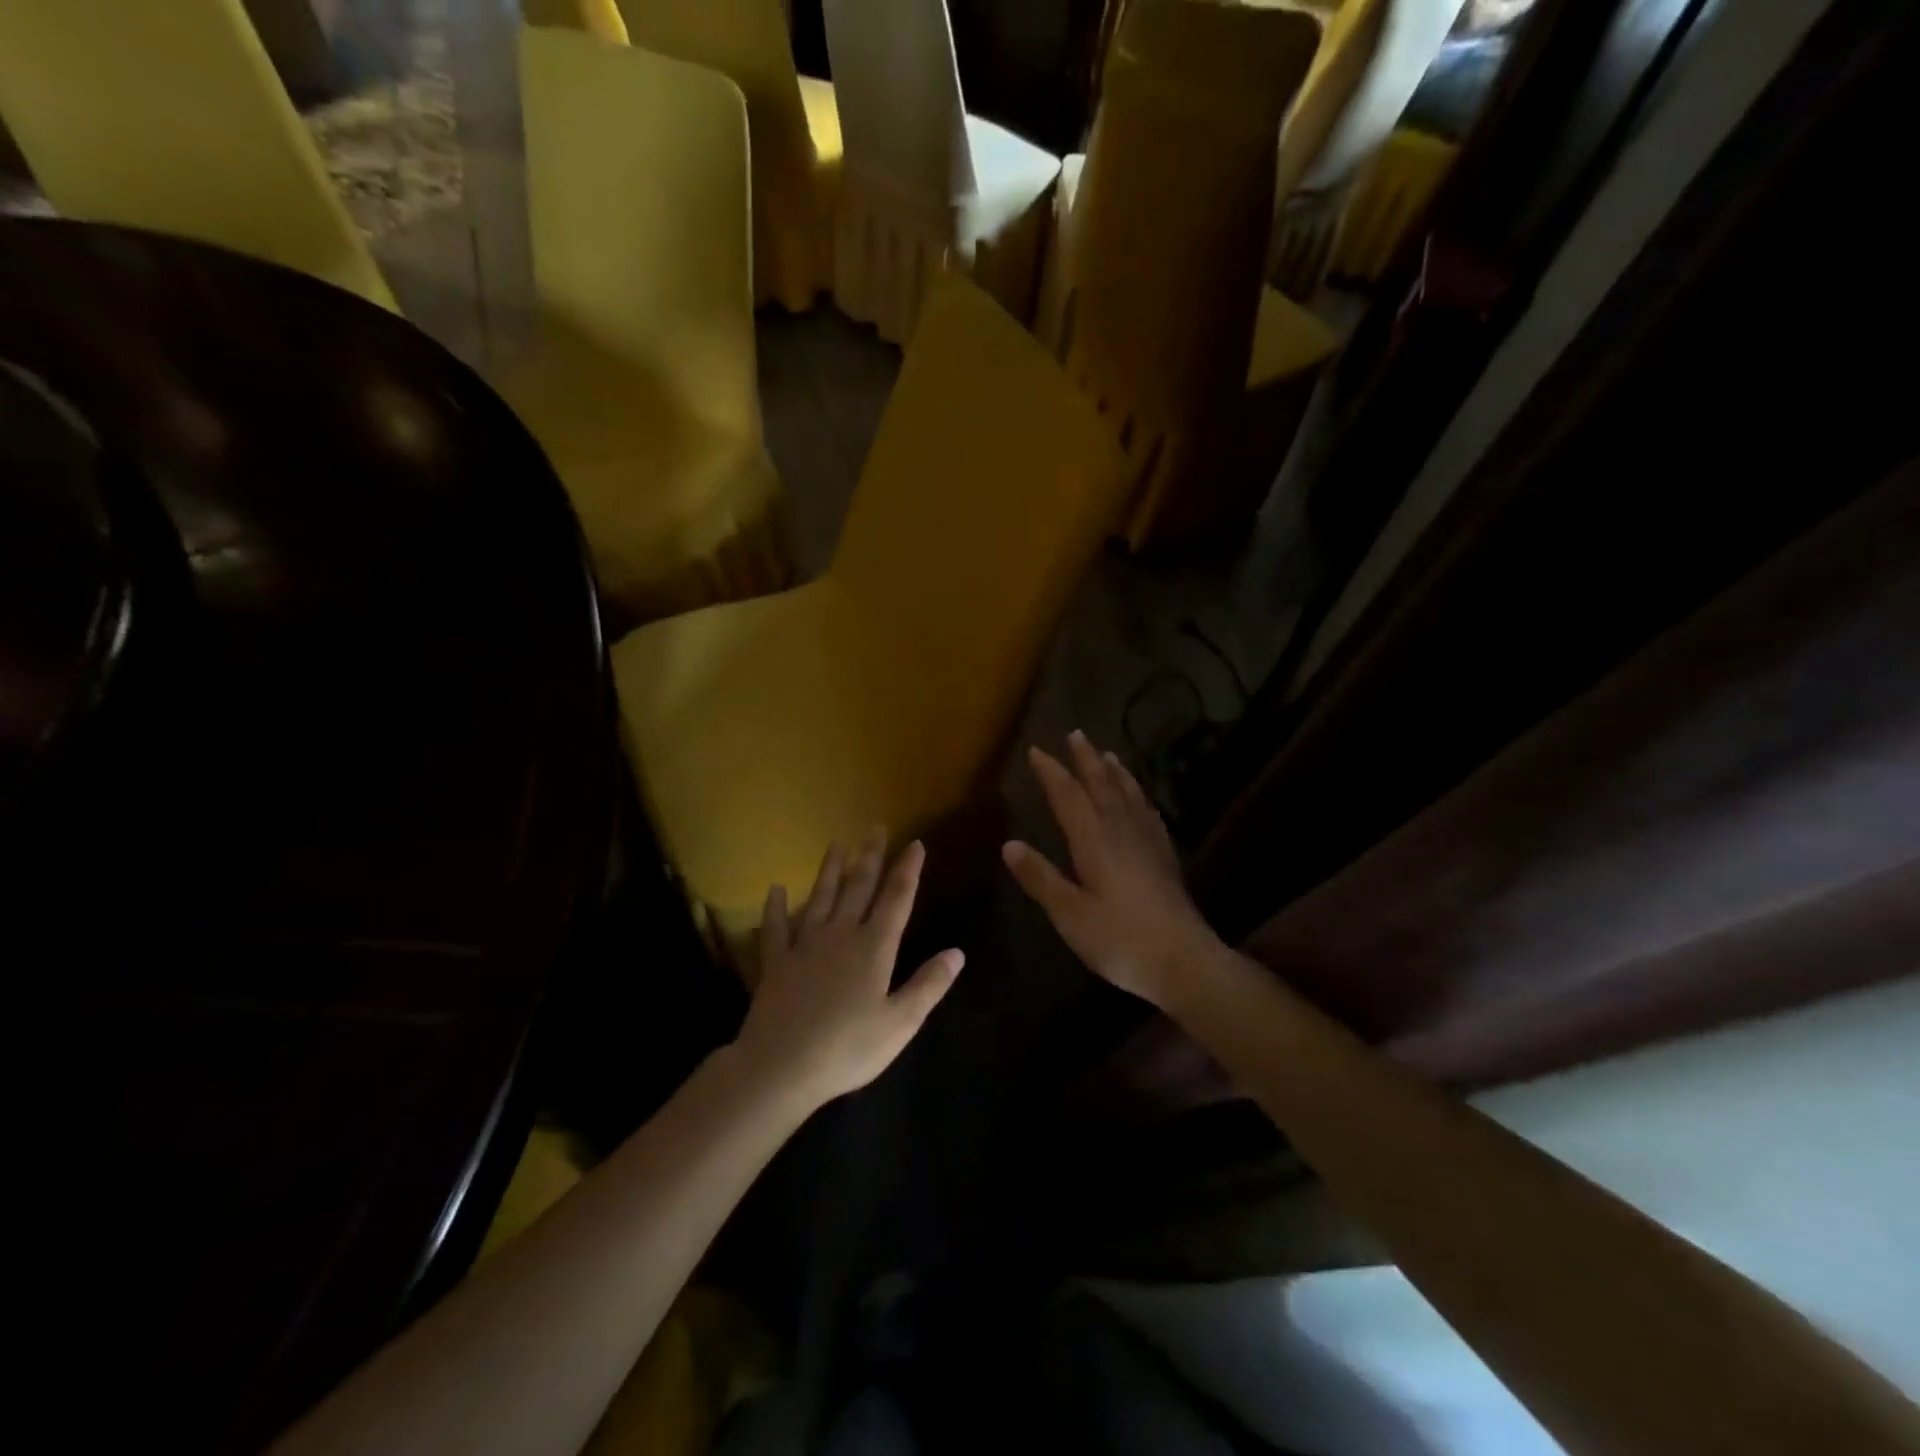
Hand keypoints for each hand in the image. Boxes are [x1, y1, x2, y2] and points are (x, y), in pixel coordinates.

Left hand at [736, 831, 963, 1107]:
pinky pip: (775, 927)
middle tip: (876, 828)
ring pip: (820, 897)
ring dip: (830, 869)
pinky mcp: (776, 961)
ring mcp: (804, 945)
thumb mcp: (900, 1023)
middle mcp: (840, 934)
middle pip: (858, 888)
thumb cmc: (848, 1048)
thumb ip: (928, 985)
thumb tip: (957, 952)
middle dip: (870, 857)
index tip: (915, 843)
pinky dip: (775, 907)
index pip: (896, 899)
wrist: (781, 1066)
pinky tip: (775, 889)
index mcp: (874, 947)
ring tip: (836, 843)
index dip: (908, 870)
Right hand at [1002, 732, 1223, 1008]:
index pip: (1068, 796)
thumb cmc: (1119, 939)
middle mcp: (1121, 830)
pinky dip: (1139, 797)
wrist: (1184, 960)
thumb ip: (1041, 877)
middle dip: (1085, 759)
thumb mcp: (1069, 914)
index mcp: (1094, 840)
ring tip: (1106, 753)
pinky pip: (1148, 813)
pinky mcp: (1164, 857)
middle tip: (1075, 734)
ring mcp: (1148, 842)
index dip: (1051, 772)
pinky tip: (1140, 799)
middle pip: (1101, 785)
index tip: (1036, 750)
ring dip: (1114, 771)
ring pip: (1128, 794)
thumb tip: (1009, 845)